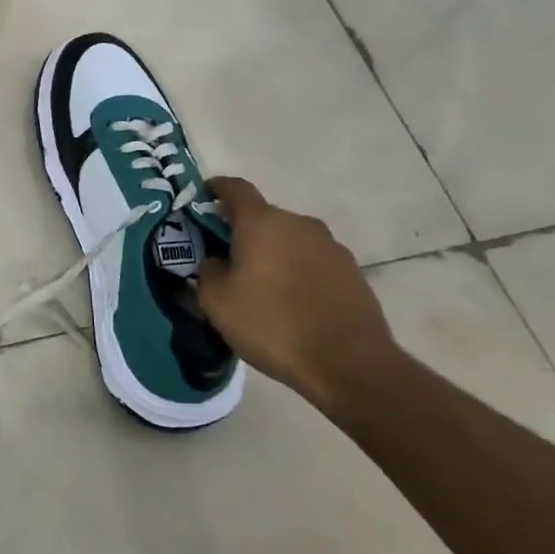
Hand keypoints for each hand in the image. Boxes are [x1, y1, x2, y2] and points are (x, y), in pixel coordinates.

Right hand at [196, 177, 397, 415]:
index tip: (202, 198)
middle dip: (242, 231)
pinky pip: (312, 261)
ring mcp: (331, 247)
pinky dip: (296, 271)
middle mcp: (300, 224)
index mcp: (263, 222)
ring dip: (272, 253)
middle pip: (263, 216)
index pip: (235, 188)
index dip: (215, 189)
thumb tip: (217, 260)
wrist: (350, 365)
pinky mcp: (352, 272)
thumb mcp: (217, 301)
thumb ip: (208, 270)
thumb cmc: (272, 325)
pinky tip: (290, 302)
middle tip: (224, 258)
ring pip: (289, 239)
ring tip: (260, 286)